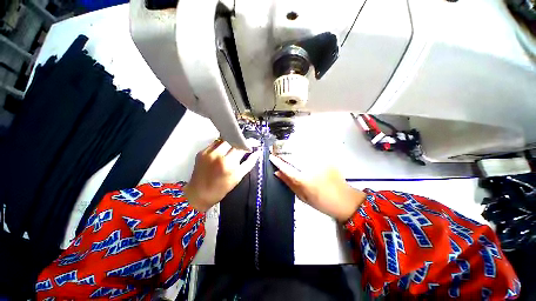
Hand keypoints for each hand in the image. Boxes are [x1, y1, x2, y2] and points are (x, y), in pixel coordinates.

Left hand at [184, 139, 260, 211]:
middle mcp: (217, 155)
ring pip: (224, 140)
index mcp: (228, 163)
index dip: (249, 143)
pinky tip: (222, 152)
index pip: (242, 146)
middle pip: (233, 140)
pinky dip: (221, 145)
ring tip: (232, 150)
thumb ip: (249, 163)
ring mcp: (208, 153)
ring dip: (231, 142)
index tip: (254, 142)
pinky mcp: (201, 152)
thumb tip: (257, 153)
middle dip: (240, 142)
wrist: (199, 194)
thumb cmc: (221, 188)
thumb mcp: (238, 176)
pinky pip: (214, 143)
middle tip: (243, 146)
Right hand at [269, 154, 365, 221]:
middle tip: (277, 150)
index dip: (277, 161)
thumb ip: (289, 183)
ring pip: (302, 151)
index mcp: (303, 180)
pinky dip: (304, 149)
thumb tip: (277, 173)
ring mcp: (320, 162)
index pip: (286, 168)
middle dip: (283, 152)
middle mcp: (311, 168)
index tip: (271, 156)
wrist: (344, 200)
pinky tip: (301, 151)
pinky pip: (312, 151)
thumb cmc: (321, 202)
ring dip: (292, 148)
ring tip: (286, 148)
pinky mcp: (326, 159)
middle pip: (293, 156)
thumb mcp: (302, 196)